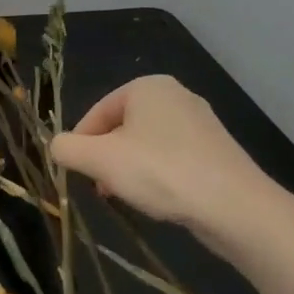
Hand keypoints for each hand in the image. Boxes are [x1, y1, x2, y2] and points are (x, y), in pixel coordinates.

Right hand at [51, 76, 289, 257]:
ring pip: (147, 144)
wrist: (235, 207)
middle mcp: (175, 95)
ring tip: (126, 196)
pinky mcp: (217, 151)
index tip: (76, 173)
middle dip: (106, 157)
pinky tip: (158, 199)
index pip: (97, 111)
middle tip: (99, 187)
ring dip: (129, 169)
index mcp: (146, 86)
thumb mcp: (100, 160)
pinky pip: (173, 158)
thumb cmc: (160, 172)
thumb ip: (67, 148)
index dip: (81, 143)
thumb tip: (57, 146)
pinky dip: (158, 175)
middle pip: (122, 127)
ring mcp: (200, 123)